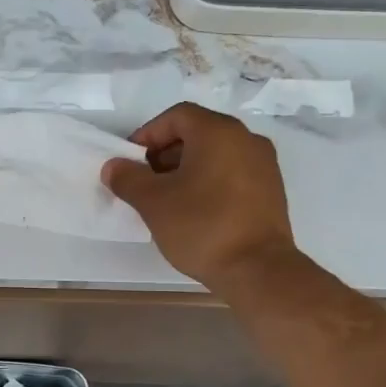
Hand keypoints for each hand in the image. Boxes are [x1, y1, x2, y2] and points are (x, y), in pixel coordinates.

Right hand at [103, 103, 299, 293]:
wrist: (258, 270)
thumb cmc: (202, 226)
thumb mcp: (153, 202)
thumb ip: (128, 178)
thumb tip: (114, 166)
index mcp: (218, 132)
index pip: (176, 116)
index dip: (148, 134)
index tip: (130, 161)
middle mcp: (246, 139)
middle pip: (197, 133)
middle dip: (165, 154)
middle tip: (144, 181)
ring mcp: (264, 165)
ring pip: (215, 155)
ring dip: (186, 170)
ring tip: (166, 200)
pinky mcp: (271, 191)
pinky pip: (232, 174)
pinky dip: (209, 182)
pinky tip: (194, 211)